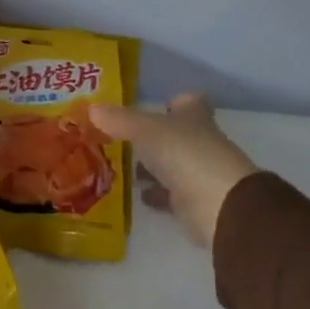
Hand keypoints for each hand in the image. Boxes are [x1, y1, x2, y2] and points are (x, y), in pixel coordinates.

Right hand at [91, 94, 257, 249]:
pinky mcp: (194, 203)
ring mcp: (199, 174)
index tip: (151, 107)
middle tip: (119, 139)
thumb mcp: (145, 130)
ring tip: (119, 168)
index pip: (188, 102)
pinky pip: (170, 194)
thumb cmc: (184, 154)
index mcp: (194, 118)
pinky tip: (136, 195)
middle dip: (152, 137)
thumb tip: (91, 108)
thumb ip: (118, 120)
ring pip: (171, 165)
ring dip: (151, 167)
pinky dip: (155, 194)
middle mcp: (199, 142)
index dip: (172, 102)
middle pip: (176, 135)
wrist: (218, 206)